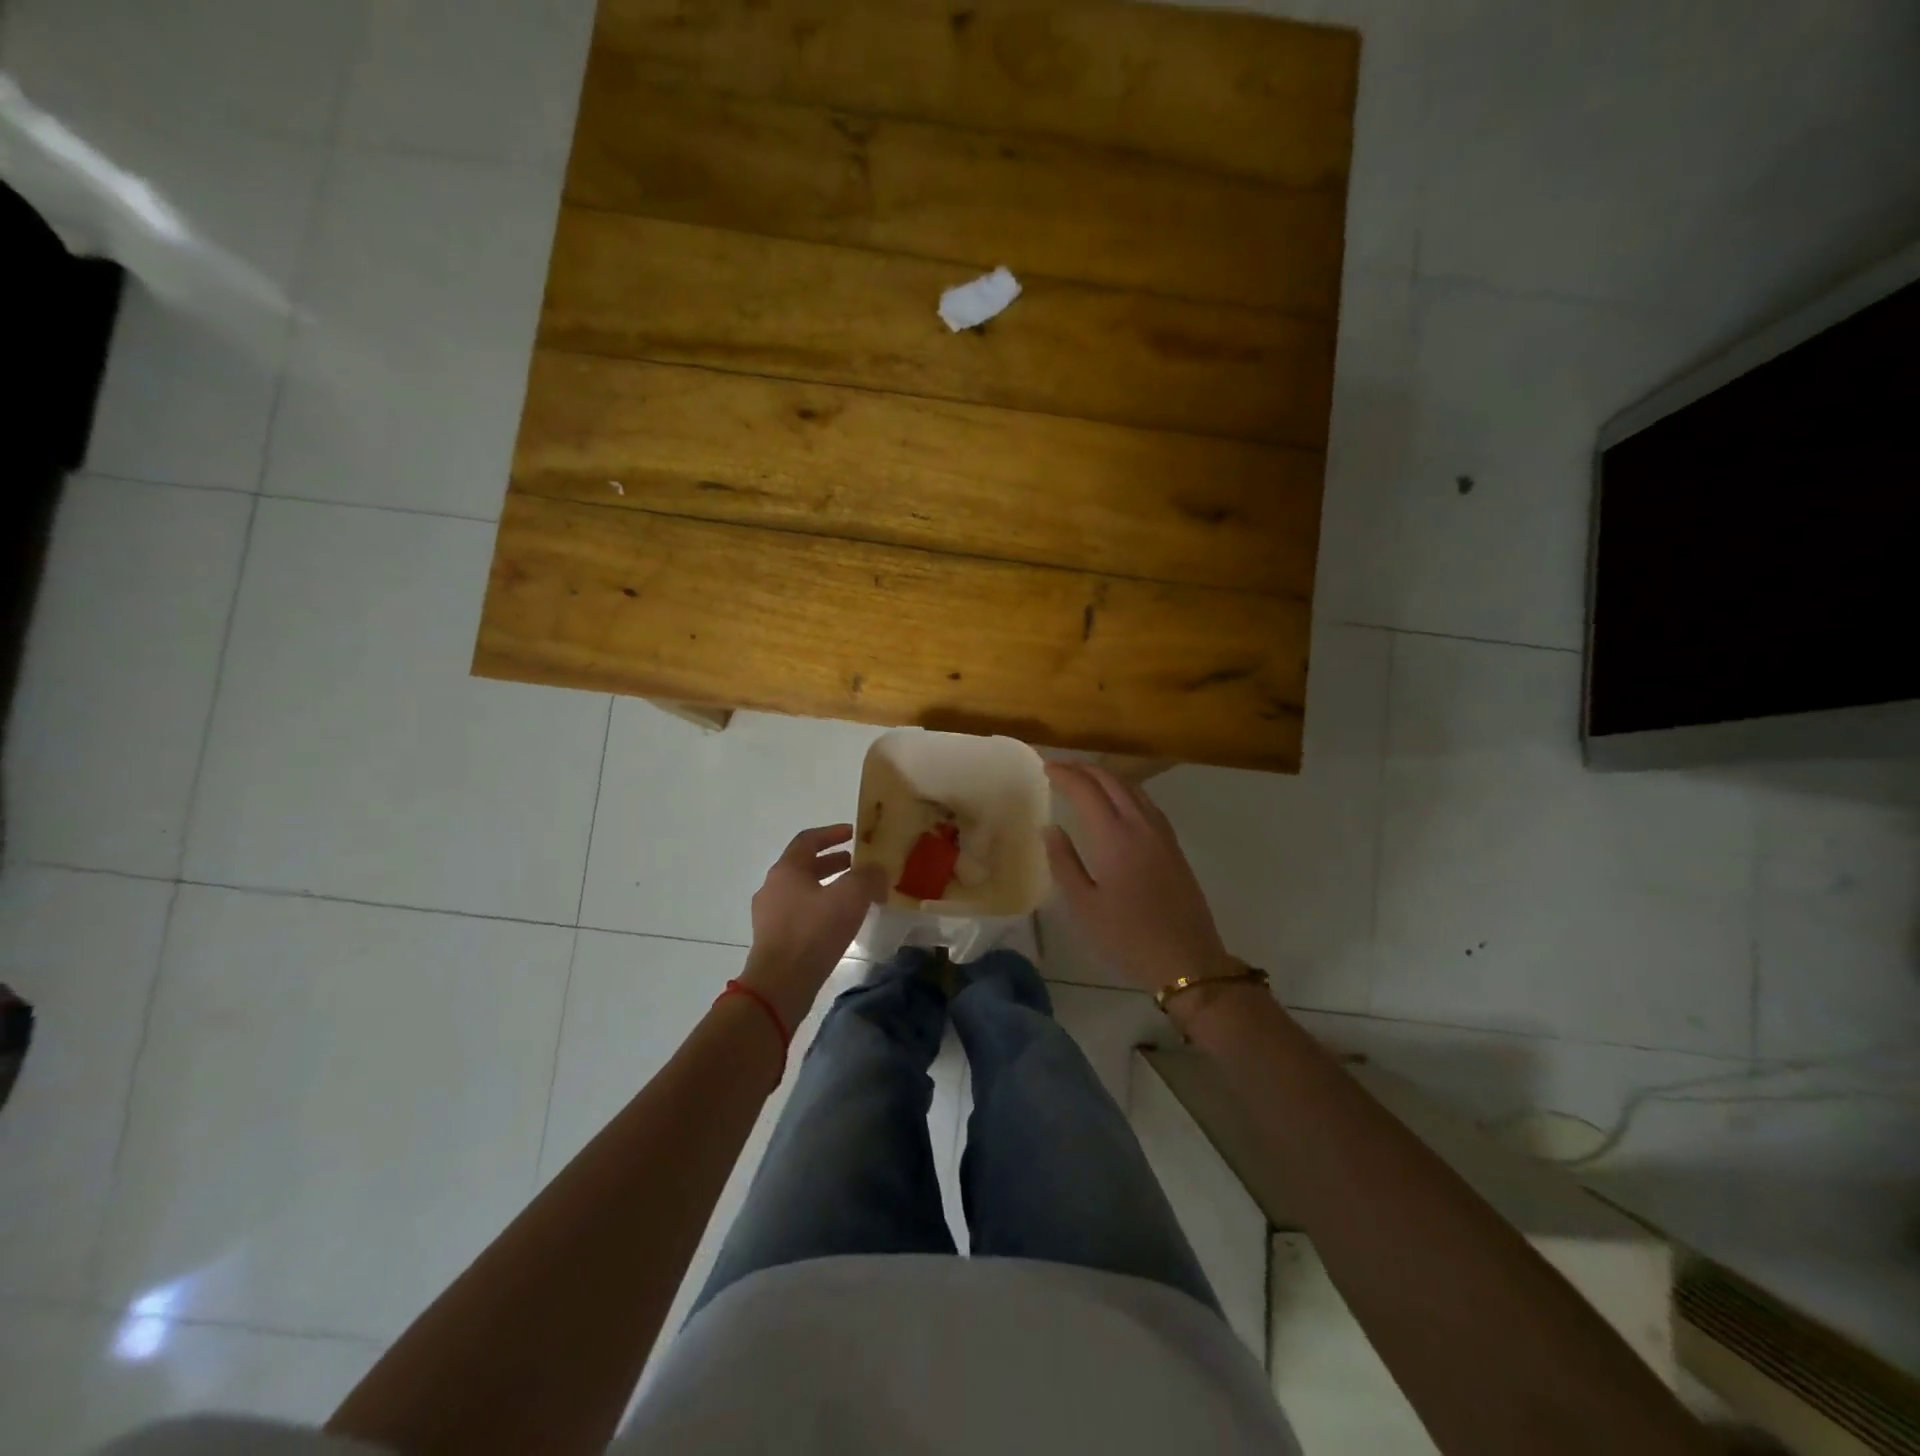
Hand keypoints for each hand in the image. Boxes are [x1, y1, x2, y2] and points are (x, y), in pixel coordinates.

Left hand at [740, 825, 885, 1028]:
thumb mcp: (850, 898)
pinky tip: (840, 924)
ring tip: (855, 896)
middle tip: (859, 866)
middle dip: (834, 863)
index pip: (809, 840)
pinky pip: (801, 914)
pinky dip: (822, 910)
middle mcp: (773, 887)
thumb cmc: (813, 932)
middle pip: (805, 866)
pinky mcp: (774, 940)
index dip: (833, 833)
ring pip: (804, 892)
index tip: (854, 833)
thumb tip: (878, 869)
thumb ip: (867, 877)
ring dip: (829, 888)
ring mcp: (770, 915)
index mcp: (786, 870)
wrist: (780, 985)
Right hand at [1044, 763, 1236, 996]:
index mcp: (1115, 838)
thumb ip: (1064, 863)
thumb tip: (1051, 828)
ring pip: (1134, 789)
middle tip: (1060, 768)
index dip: (1065, 774)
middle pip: (1113, 782)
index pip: (1086, 791)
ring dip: (1107, 777)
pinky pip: (1147, 803)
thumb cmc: (1127, 937)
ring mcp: (1162, 834)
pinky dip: (1126, 791)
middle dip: (1085, 769)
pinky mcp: (1174, 847)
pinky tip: (1118, 802)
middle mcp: (1140, 826)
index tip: (1045, 768)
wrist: (1187, 961)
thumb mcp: (1084, 906)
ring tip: (1085, 778)